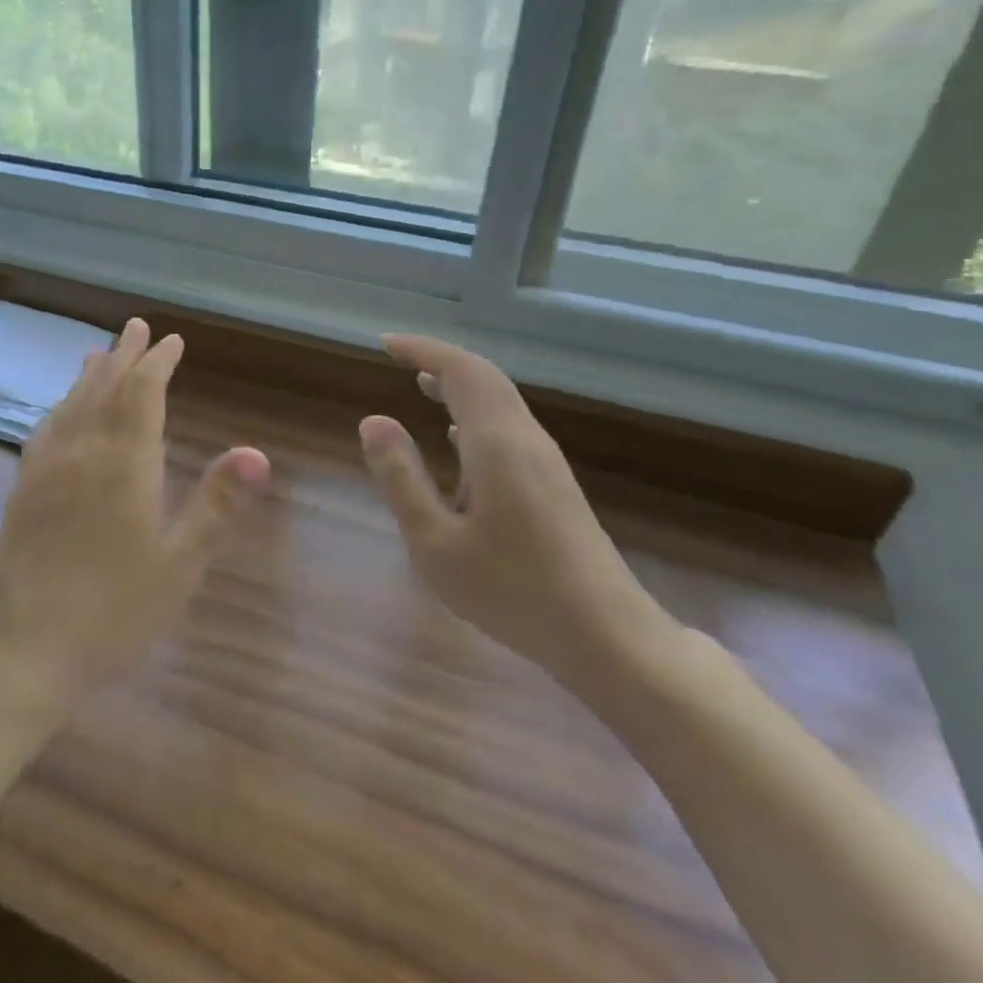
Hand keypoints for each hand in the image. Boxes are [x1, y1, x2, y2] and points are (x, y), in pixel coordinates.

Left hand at [0, 318, 270, 710]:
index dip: (158, 363)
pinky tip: (62, 407)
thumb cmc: (114, 612)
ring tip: (101, 351)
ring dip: (91, 373)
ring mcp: (47, 467)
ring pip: (73, 403)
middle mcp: (84, 451)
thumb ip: (216, 505)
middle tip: (137, 326)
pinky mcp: (23, 487)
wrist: (26, 648)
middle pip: (106, 388)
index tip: (171, 341)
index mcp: (125, 464)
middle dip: (125, 355)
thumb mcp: (179, 565)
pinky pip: (46, 428)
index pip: (143, 394)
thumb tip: (257, 452)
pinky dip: (61, 405)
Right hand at [359, 334, 670, 684]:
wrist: (609, 638)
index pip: (460, 371)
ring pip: (499, 401)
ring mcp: (544, 462)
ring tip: (421, 385)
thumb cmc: (513, 591)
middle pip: (484, 377)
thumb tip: (373, 421)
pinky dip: (473, 414)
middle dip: (440, 360)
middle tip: (398, 357)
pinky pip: (507, 426)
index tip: (385, 344)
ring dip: (458, 385)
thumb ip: (401, 478)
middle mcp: (525, 440)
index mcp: (497, 443)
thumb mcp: (435, 543)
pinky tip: (454, 441)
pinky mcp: (553, 484)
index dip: (422, 350)